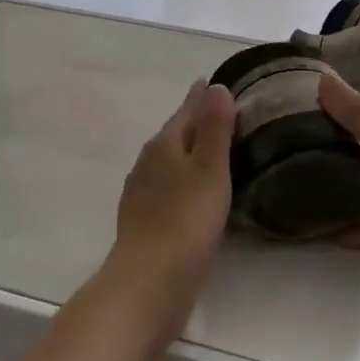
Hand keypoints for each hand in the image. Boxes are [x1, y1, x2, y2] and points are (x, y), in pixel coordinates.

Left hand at [113, 80, 235, 293]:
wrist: (149, 278)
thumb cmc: (186, 219)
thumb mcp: (210, 168)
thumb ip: (214, 128)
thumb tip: (216, 87)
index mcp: (165, 144)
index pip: (186, 110)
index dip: (200, 97)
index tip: (211, 81)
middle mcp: (148, 162)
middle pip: (174, 133)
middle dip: (193, 121)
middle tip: (218, 113)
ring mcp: (141, 192)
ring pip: (168, 160)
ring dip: (186, 151)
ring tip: (208, 149)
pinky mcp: (142, 218)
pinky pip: (165, 186)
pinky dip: (180, 179)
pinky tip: (189, 191)